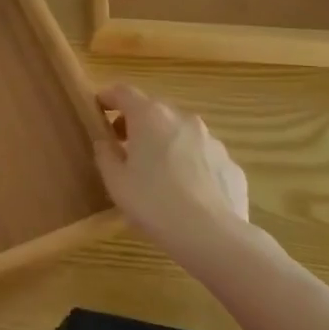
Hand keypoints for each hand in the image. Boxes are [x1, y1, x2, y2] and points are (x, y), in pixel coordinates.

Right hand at [95, 83, 257, 268]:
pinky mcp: (231, 164)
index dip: (107, 97)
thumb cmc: (154, 203)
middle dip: (136, 123)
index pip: (123, 92)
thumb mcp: (116, 182)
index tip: (98, 108)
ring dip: (165, 143)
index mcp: (150, 116)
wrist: (214, 237)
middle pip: (153, 110)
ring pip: (180, 133)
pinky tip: (186, 193)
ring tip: (157, 174)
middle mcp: (183, 119)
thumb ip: (105, 154)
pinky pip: (203, 157)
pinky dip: (190, 165)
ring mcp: (211, 140)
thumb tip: (106, 142)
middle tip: (123, 146)